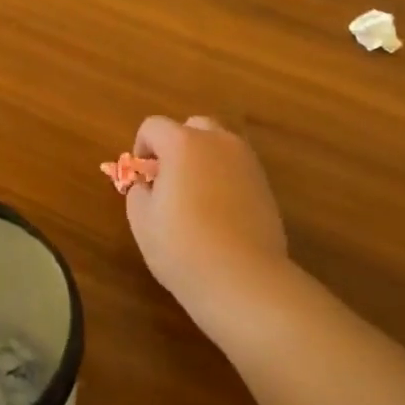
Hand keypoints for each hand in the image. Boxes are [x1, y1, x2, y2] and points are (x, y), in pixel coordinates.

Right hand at [124, 115, 290, 330]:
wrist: (243, 278)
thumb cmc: (182, 246)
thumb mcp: (141, 220)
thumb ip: (138, 192)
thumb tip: (147, 186)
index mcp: (183, 143)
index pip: (153, 126)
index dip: (141, 147)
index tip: (141, 177)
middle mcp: (218, 142)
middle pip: (193, 127)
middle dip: (176, 146)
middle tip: (168, 180)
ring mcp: (247, 162)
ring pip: (219, 146)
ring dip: (203, 160)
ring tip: (195, 198)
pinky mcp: (266, 186)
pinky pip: (237, 169)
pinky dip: (224, 179)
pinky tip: (219, 214)